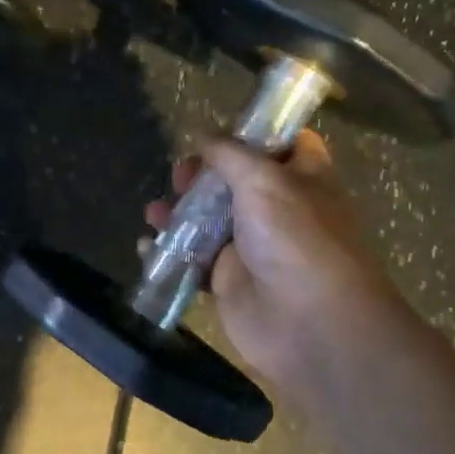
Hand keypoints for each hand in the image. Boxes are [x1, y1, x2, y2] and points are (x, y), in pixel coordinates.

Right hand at [144, 131, 400, 390]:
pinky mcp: (227, 280)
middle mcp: (277, 209)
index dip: (255, 133)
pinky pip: (191, 259)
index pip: (284, 143)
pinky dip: (167, 251)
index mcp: (301, 178)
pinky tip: (145, 245)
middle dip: (201, 175)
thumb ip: (229, 154)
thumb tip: (202, 134)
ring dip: (177, 212)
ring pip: (207, 219)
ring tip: (154, 212)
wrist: (309, 323)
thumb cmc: (296, 238)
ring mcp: (251, 246)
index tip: (219, 131)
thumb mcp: (264, 180)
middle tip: (181, 176)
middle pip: (233, 180)